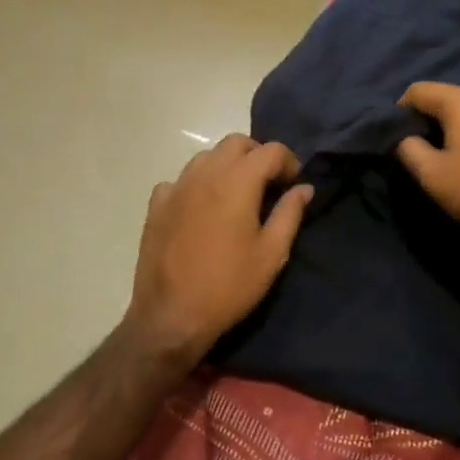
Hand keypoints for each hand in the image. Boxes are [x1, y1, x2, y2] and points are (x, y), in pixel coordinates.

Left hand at [123, 135, 313, 368]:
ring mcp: (176, 188)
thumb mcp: (272, 254)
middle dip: (257, 155)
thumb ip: (290, 214)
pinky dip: (196, 184)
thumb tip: (304, 188)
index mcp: (237, 182)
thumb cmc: (230, 286)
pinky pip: (179, 180)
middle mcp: (204, 174)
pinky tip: (201, 209)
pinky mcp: (156, 206)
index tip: (293, 185)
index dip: (288, 162)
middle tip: (268, 184)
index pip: (270, 150)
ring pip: (206, 157)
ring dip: (226, 166)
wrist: (172, 316)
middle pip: (235, 143)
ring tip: (236, 195)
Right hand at [396, 83, 459, 260]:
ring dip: (459, 128)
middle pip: (450, 98)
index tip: (396, 134)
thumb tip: (405, 139)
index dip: (401, 109)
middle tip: (422, 146)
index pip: (419, 90)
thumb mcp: (432, 175)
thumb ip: (409, 149)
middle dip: (432, 117)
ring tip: (453, 156)